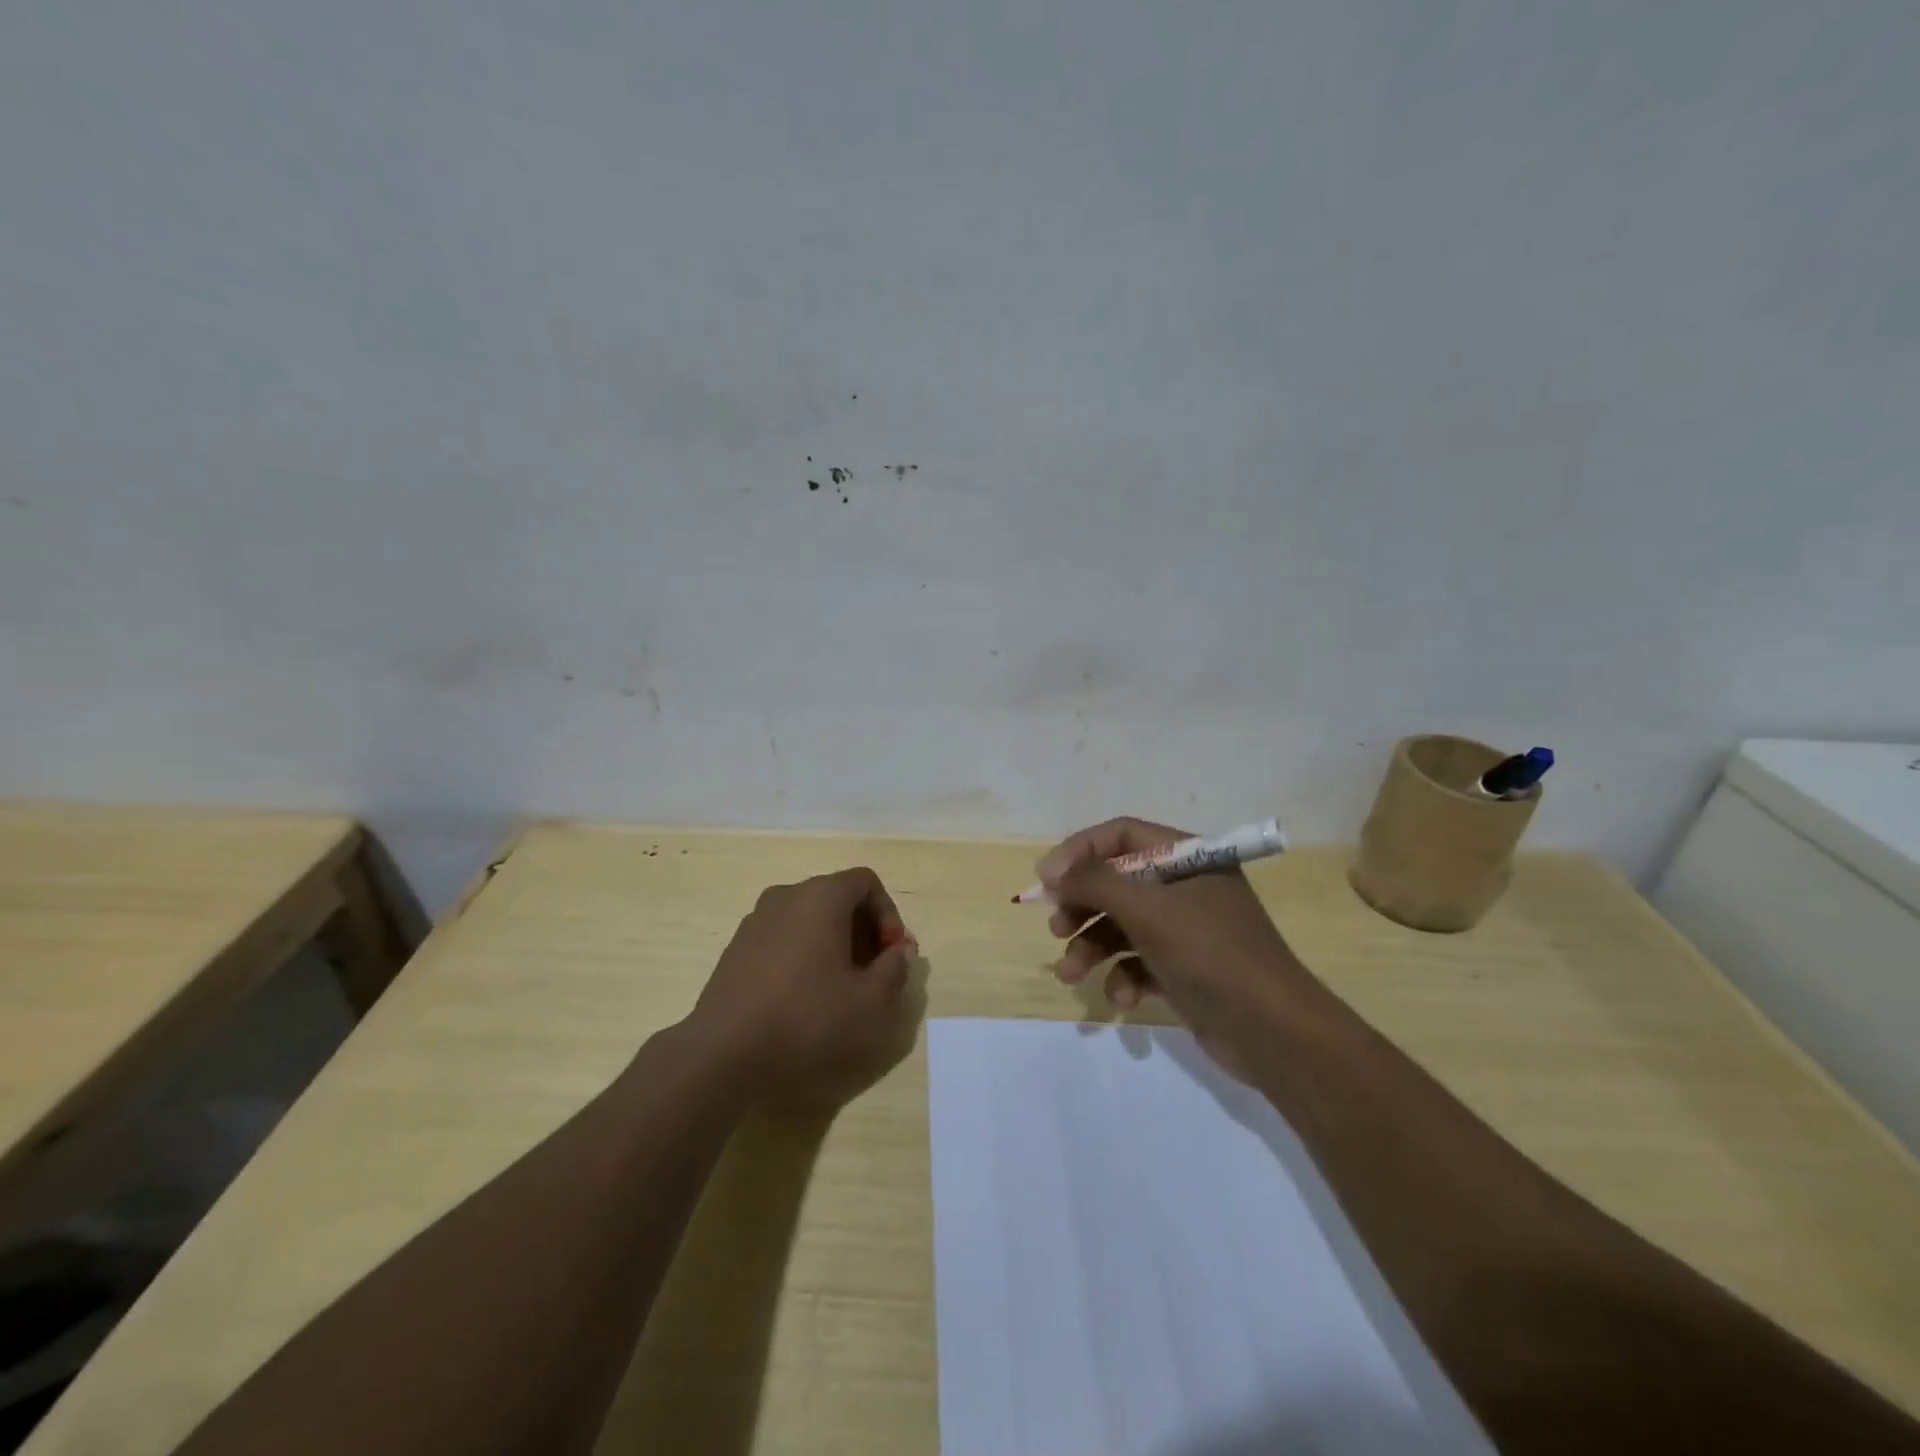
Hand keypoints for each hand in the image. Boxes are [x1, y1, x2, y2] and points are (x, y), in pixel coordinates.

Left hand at [690, 867, 922, 1112]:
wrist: (723, 1055)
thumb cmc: (808, 1020)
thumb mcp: (872, 1003)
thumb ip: (896, 969)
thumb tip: (899, 952)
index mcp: (820, 896)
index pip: (866, 882)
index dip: (889, 915)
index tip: (892, 955)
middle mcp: (786, 896)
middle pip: (837, 898)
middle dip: (863, 932)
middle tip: (873, 974)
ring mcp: (755, 922)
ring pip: (808, 919)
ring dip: (834, 945)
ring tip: (841, 991)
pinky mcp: (735, 950)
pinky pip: (783, 939)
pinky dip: (803, 957)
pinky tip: (804, 1001)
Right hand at [1039, 817, 1313, 1073]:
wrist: (1275, 1034)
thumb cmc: (1211, 955)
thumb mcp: (1149, 911)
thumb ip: (1096, 882)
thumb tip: (1052, 870)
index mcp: (1189, 858)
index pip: (1122, 835)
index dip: (1079, 852)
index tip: (1046, 880)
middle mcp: (1186, 887)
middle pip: (1117, 881)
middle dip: (1082, 905)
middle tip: (1056, 927)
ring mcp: (1186, 930)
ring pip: (1122, 925)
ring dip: (1092, 947)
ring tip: (1070, 974)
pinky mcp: (1184, 969)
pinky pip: (1139, 961)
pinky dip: (1124, 977)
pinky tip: (1123, 999)